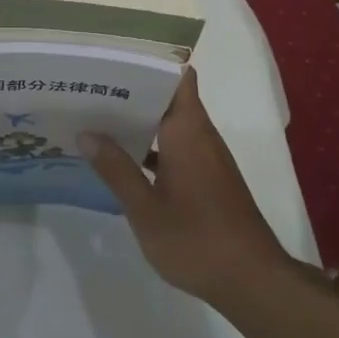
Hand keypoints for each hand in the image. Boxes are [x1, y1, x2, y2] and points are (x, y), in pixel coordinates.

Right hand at [82, 68, 293, 305]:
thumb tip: (87, 132)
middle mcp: (200, 135)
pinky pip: (176, 147)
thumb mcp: (145, 208)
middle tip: (91, 86)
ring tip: (97, 117)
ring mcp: (206, 158)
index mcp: (187, 130)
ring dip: (140, 120)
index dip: (150, 61)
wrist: (252, 281)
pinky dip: (151, 146)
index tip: (115, 56)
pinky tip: (122, 160)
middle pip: (169, 96)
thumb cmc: (196, 239)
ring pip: (171, 123)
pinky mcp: (208, 179)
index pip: (177, 76)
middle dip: (133, 90)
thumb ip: (116, 169)